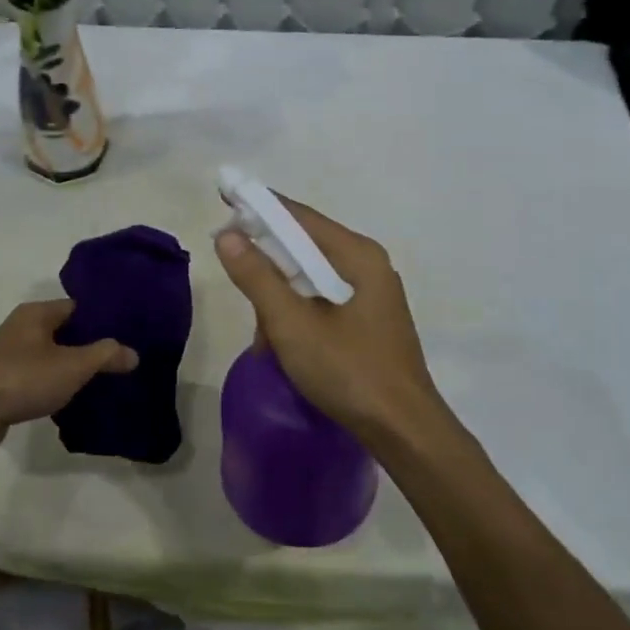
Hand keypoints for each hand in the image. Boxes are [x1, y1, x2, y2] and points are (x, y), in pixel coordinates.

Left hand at [0, 299, 137, 456]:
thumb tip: (132, 353)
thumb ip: (105, 355)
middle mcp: (20, 327)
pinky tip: (69, 399)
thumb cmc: (23, 379)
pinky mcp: (0, 380)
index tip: (127, 334)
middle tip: (119, 361)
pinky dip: (52, 384)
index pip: (78, 307)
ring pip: (49, 355)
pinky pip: (35, 376)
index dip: (103, 319)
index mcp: (36, 313)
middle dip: (89, 345)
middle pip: (64, 331)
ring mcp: (7, 354)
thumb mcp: (73, 366)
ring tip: (101, 381)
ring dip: (70, 367)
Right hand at [213, 198, 446, 446]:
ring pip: (310, 282)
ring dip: (280, 306)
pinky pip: (321, 305)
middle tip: (244, 297)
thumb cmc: (349, 371)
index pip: (300, 217)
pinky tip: (285, 351)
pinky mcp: (368, 324)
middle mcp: (368, 267)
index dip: (260, 206)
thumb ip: (258, 278)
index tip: (225, 197)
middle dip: (269, 272)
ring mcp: (371, 297)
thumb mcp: (293, 324)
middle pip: (304, 249)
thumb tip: (227, 235)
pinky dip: (298, 320)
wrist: (403, 431)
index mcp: (358, 256)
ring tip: (267, 343)